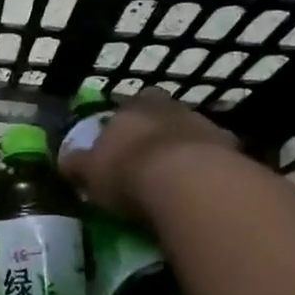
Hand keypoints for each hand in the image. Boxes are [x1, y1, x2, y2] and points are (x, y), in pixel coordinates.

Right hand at [59, 91, 237, 225]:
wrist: (189, 184)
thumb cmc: (129, 173)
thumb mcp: (90, 173)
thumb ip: (77, 163)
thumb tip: (63, 158)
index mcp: (131, 107)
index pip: (125, 106)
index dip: (121, 124)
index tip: (118, 142)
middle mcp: (168, 108)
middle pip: (161, 113)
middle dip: (155, 130)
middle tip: (148, 155)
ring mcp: (203, 125)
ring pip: (190, 131)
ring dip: (183, 148)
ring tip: (175, 177)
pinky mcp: (231, 149)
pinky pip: (214, 156)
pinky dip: (207, 167)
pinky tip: (200, 188)